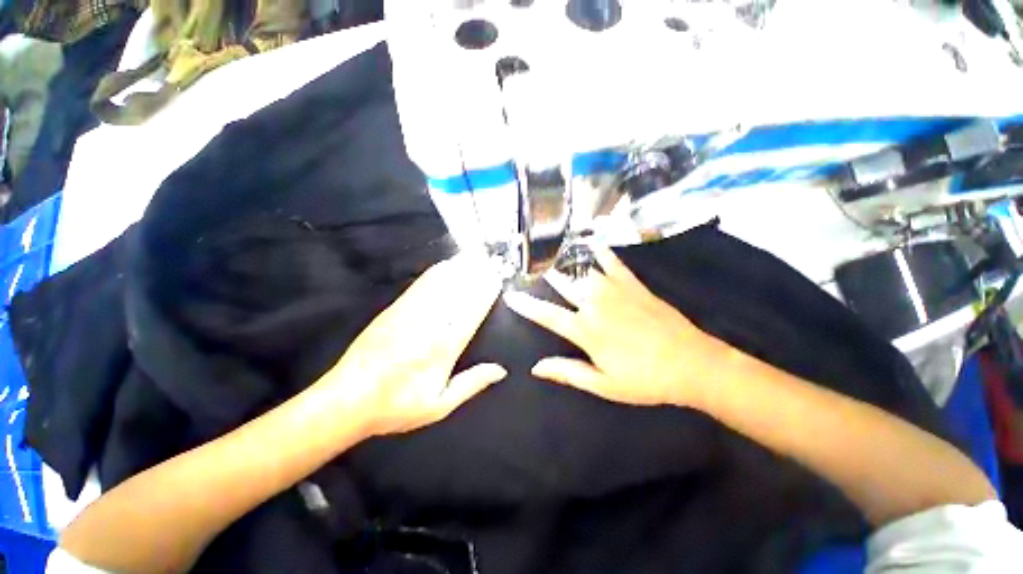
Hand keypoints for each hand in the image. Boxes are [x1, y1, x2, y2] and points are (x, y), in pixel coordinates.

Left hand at [324, 254, 507, 436]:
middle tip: (492, 262)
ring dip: (460, 269)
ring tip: (475, 257)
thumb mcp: (439, 405)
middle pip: (458, 291)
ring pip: (441, 284)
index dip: (486, 292)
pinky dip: (436, 273)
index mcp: (445, 346)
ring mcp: (410, 312)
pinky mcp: (394, 309)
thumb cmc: (397, 405)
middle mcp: (430, 323)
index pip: (472, 310)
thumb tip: (500, 370)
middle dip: (476, 275)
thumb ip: (471, 384)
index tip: (497, 279)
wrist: (346, 399)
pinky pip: (420, 285)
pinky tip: (445, 266)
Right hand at [503, 246, 728, 408]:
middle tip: (530, 265)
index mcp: (586, 330)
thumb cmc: (646, 379)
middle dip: (544, 274)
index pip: (547, 314)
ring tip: (552, 252)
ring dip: (565, 261)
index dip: (526, 305)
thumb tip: (536, 368)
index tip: (511, 295)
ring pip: (583, 270)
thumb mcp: (603, 385)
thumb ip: (568, 372)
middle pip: (563, 284)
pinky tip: (593, 243)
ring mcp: (615, 290)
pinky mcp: (634, 284)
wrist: (693, 364)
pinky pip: (613, 263)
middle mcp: (595, 304)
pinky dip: (601, 252)